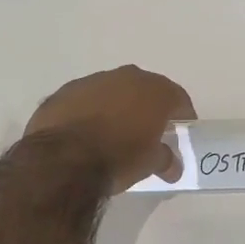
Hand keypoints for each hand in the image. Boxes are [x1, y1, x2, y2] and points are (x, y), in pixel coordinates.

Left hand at [25, 66, 195, 193]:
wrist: (62, 160)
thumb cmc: (118, 158)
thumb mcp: (149, 164)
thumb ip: (165, 159)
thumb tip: (172, 166)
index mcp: (154, 90)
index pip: (178, 98)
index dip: (182, 115)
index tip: (181, 131)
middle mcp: (126, 77)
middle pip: (145, 90)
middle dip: (148, 108)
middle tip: (149, 131)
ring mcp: (92, 81)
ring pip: (112, 91)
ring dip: (116, 107)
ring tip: (113, 133)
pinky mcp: (63, 92)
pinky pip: (85, 100)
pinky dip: (89, 112)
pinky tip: (85, 134)